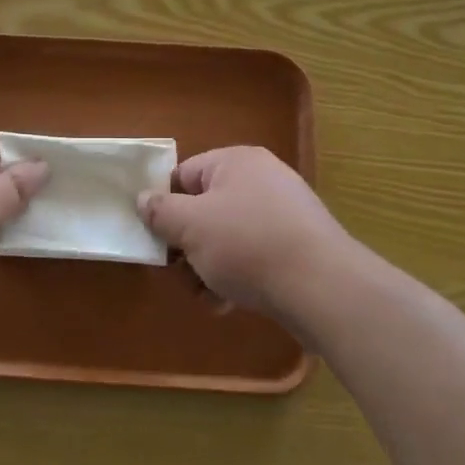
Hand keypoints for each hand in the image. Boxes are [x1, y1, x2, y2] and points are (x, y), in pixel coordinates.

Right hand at [138, 146, 354, 324]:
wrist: (321, 287)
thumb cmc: (247, 244)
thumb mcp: (191, 226)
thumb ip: (160, 211)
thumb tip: (143, 199)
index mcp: (236, 162)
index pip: (184, 175)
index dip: (165, 206)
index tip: (155, 238)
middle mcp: (261, 180)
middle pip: (205, 210)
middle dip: (187, 245)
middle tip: (178, 273)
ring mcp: (282, 214)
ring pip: (227, 238)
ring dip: (207, 267)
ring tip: (205, 294)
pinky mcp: (296, 247)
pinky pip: (253, 256)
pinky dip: (236, 277)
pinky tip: (228, 303)